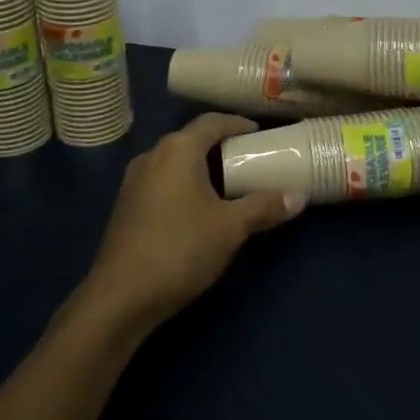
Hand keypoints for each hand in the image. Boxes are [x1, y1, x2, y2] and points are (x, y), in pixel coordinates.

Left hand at [81, 113, 306, 334]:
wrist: (120, 297)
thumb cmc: (180, 249)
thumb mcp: (230, 228)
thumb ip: (264, 207)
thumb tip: (299, 196)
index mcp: (178, 149)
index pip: (212, 122)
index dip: (238, 124)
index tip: (260, 134)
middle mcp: (153, 155)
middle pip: (192, 140)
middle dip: (222, 147)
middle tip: (251, 161)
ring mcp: (135, 181)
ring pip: (176, 162)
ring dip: (203, 168)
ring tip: (230, 186)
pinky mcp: (127, 206)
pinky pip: (163, 181)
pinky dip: (185, 184)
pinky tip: (200, 209)